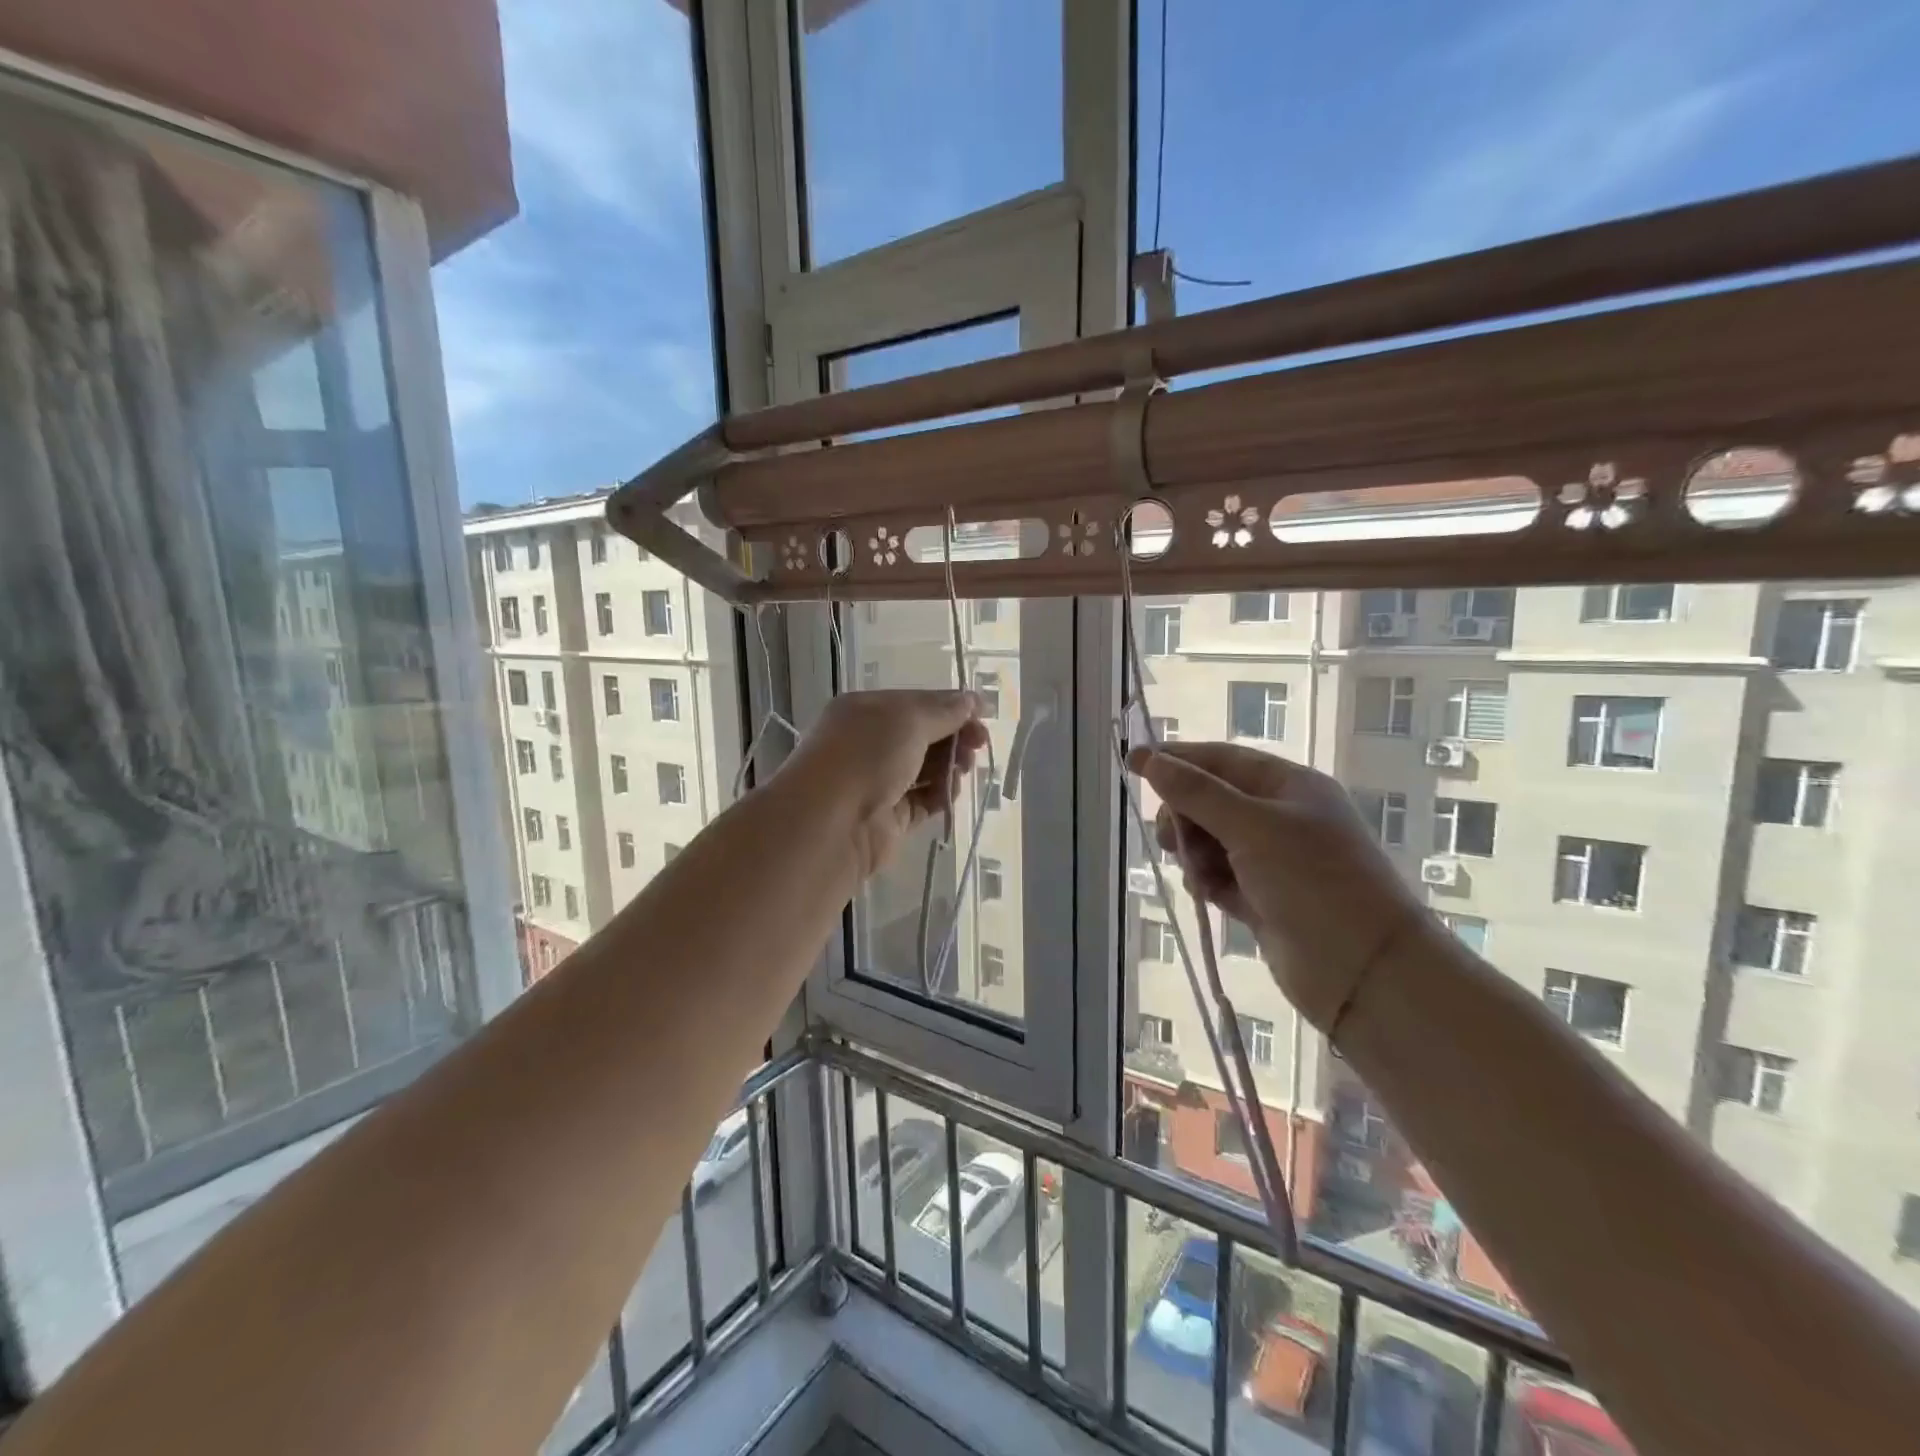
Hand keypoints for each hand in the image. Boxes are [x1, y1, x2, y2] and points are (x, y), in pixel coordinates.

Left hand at [784, 690, 989, 879]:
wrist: (830, 822)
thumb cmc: (866, 755)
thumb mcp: (908, 719)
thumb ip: (944, 710)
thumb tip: (971, 701)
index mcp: (867, 710)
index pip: (917, 703)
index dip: (952, 706)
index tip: (983, 715)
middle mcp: (870, 744)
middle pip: (924, 736)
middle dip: (955, 737)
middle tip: (979, 744)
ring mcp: (879, 782)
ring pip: (926, 769)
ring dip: (950, 766)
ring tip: (963, 769)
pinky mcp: (890, 817)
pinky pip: (924, 801)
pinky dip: (941, 794)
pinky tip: (951, 791)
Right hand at [1128, 741, 1437, 1032]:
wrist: (1363, 970)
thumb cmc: (1312, 881)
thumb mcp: (1252, 827)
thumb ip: (1197, 793)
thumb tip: (1151, 760)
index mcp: (1288, 787)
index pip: (1221, 760)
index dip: (1176, 759)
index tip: (1132, 762)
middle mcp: (1281, 818)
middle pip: (1211, 800)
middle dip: (1184, 814)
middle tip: (1169, 838)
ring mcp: (1273, 860)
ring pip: (1210, 840)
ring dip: (1193, 852)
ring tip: (1196, 873)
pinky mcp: (1264, 898)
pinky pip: (1219, 876)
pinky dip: (1206, 881)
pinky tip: (1205, 893)